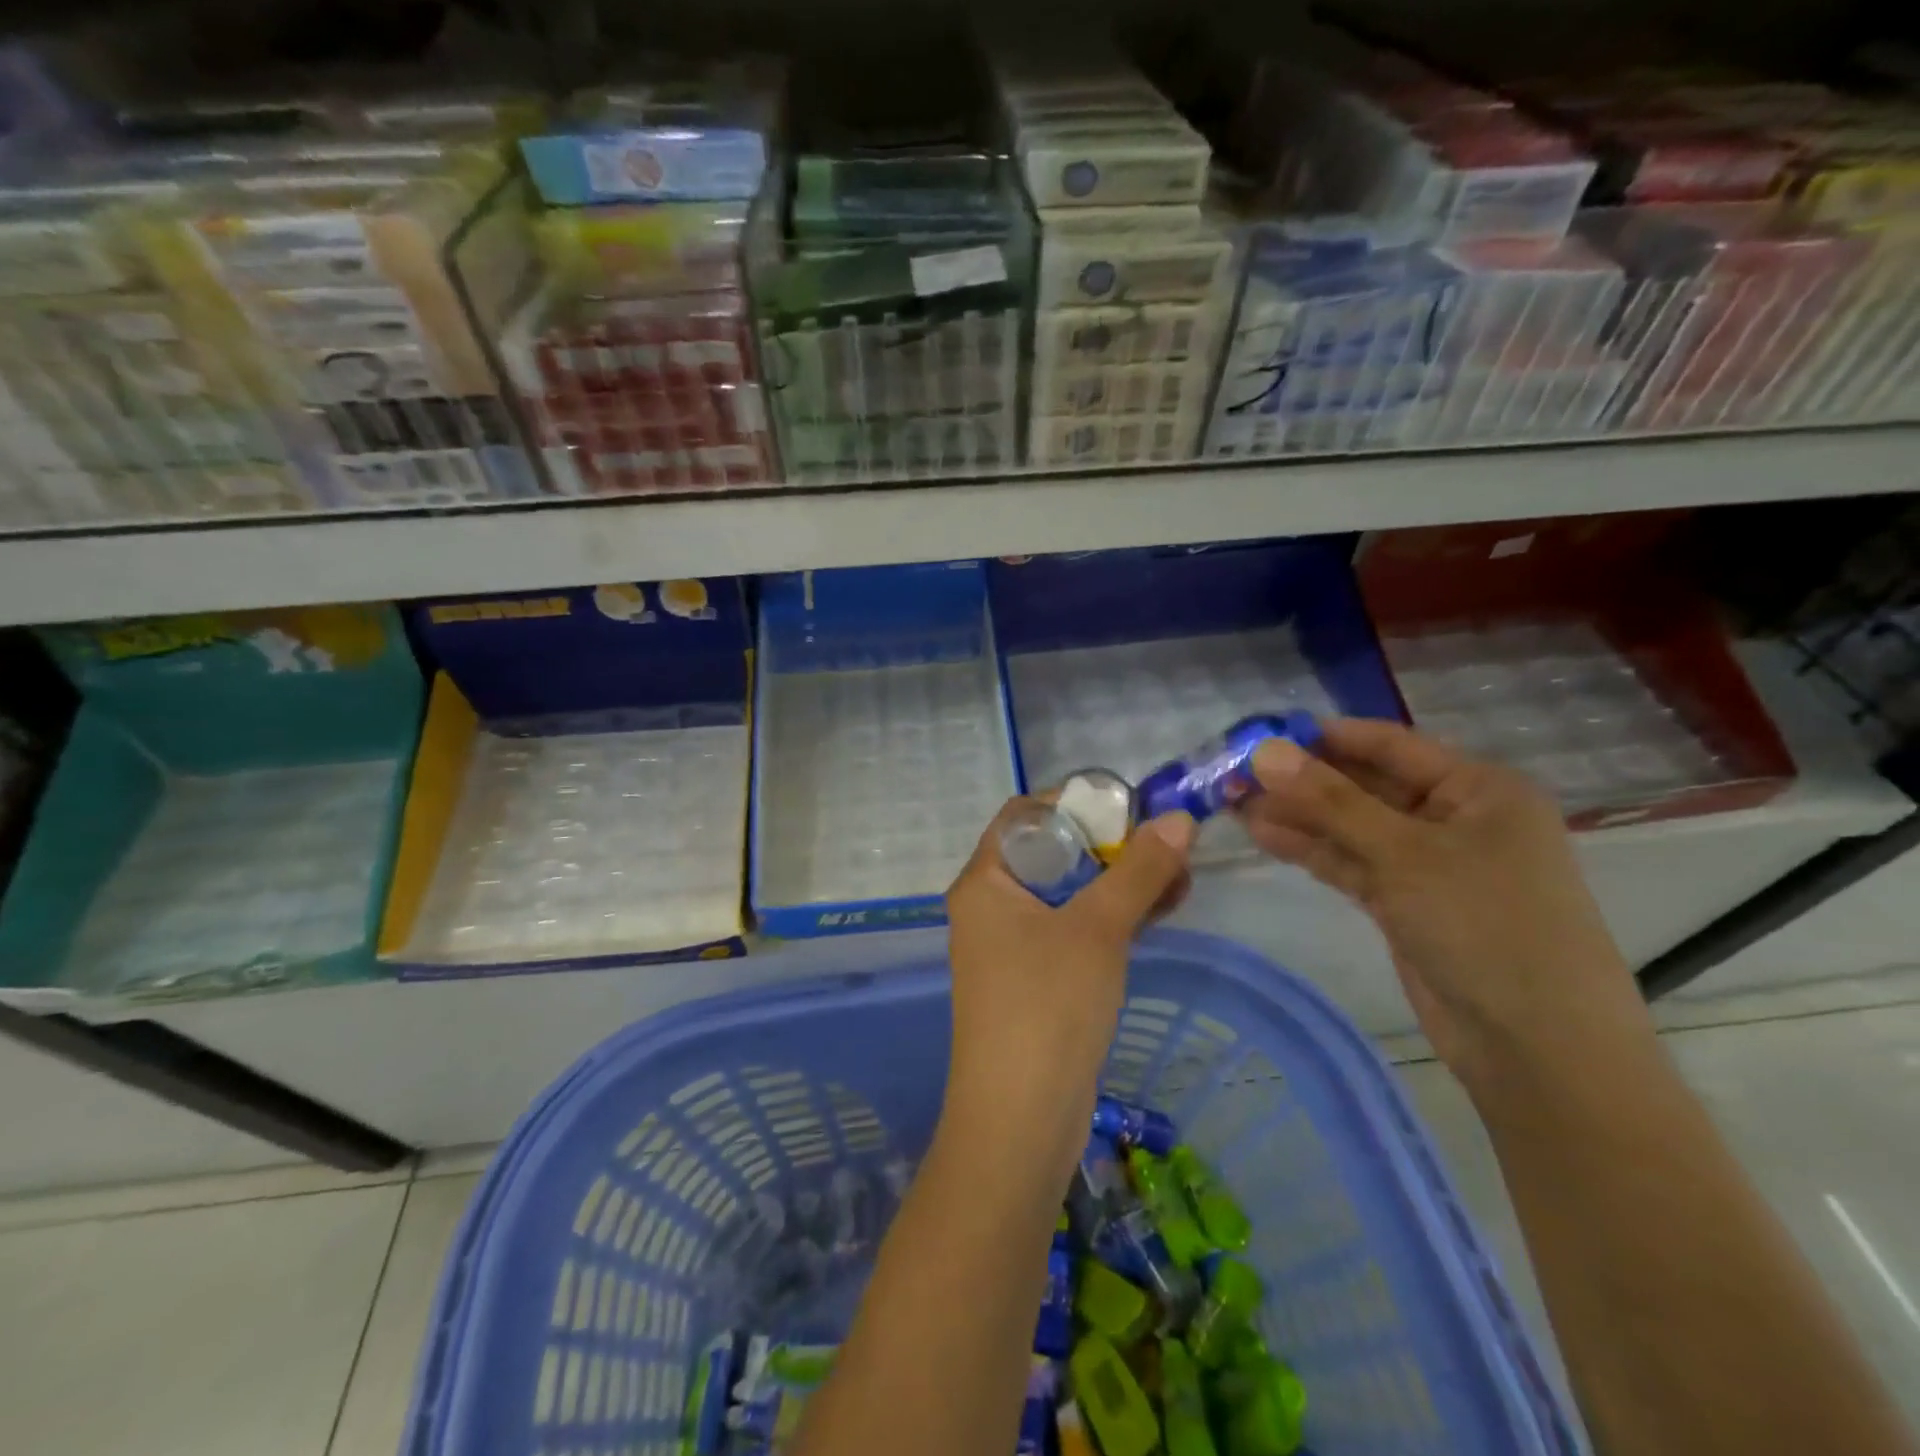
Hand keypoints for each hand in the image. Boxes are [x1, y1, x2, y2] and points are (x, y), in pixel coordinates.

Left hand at [944, 801, 1195, 1165]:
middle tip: (1165, 843)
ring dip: (1118, 882)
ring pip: (1068, 893)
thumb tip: (1179, 818)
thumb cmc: (1048, 1006)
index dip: (1075, 804)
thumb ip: (1139, 871)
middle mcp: (991, 906)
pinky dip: (1111, 917)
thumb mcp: (1098, 929)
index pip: (1024, 816)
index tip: (1128, 807)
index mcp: (985, 881)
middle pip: (1051, 852)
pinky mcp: (1034, 979)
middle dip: (1110, 846)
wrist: (1019, 1121)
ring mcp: (1010, 946)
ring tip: (1179, 876)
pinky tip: (1159, 910)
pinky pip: (1073, 929)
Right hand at [1236, 718, 1652, 1096]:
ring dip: (1297, 814)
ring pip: (1351, 826)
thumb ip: (1331, 802)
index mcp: (1477, 788)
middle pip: (1364, 785)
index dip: (1323, 736)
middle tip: (1233, 771)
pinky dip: (1311, 849)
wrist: (1537, 1048)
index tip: (1259, 731)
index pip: (1388, 745)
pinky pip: (1350, 862)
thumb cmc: (1486, 926)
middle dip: (1301, 779)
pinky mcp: (1404, 902)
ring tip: (1232, 800)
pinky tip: (1262, 833)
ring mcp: (1427, 863)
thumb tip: (1265, 752)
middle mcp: (1453, 817)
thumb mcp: (1405, 854)